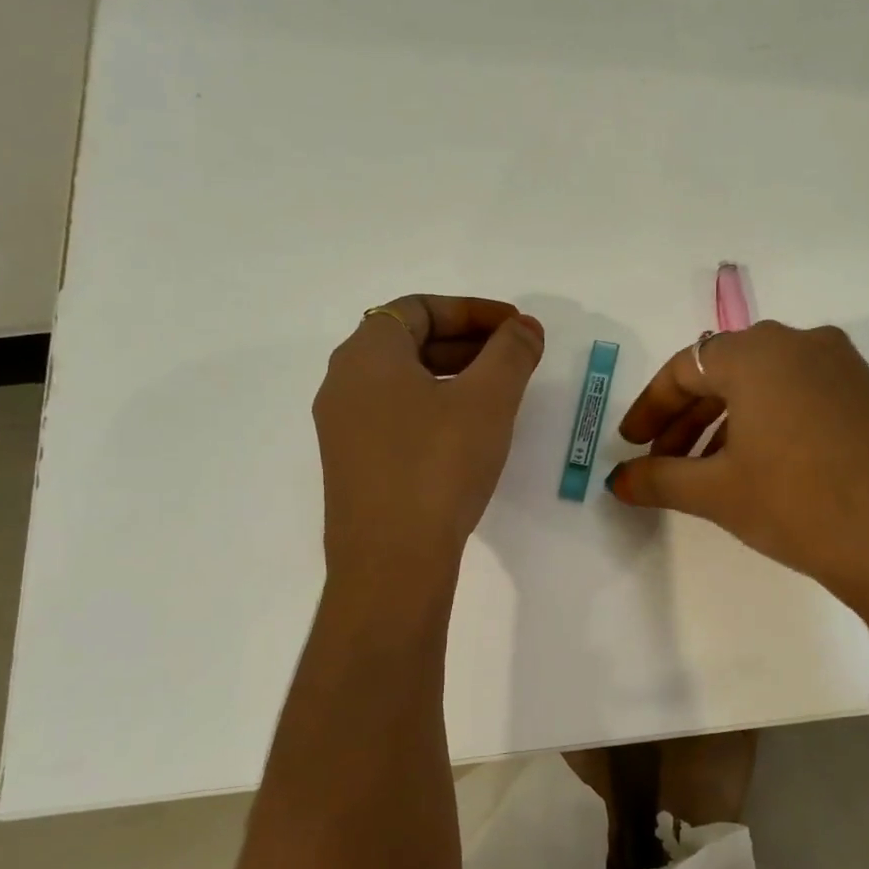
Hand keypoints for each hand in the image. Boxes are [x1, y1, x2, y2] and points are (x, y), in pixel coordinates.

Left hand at [314, 295, 544, 583]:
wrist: (392, 560)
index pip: (419, 308)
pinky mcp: (353, 465)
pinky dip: (434, 409)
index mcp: (367, 354)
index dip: (473, 311)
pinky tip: (468, 434)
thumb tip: (525, 328)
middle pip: (409, 342)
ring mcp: (343, 428)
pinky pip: (396, 417)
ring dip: (453, 376)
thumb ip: (511, 353)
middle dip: (467, 342)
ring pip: (403, 383)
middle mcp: (344, 383)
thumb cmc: (438, 465)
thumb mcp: (487, 401)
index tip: (516, 327)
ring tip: (499, 394)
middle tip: (514, 357)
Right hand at [607, 322, 868, 671]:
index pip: (685, 368)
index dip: (650, 407)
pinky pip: (800, 397)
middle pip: (724, 372)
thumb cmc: (799, 502)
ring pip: (764, 386)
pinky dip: (766, 425)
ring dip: (724, 423)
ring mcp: (844, 369)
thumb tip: (617, 482)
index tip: (631, 446)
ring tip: (706, 473)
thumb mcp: (717, 492)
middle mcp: (802, 344)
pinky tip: (758, 468)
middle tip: (662, 462)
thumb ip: (658, 480)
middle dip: (686, 418)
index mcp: (758, 352)